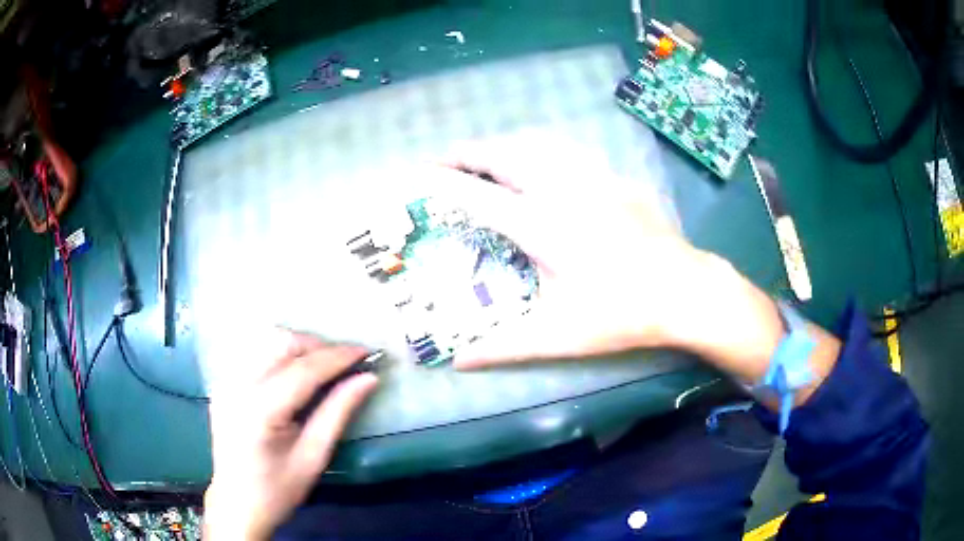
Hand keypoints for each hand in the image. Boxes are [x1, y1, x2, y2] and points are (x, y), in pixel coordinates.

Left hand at [204, 331, 377, 540]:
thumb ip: (338, 413)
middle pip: (281, 343)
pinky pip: (254, 353)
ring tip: (322, 367)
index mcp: (260, 410)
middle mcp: (237, 386)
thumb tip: (368, 378)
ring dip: (299, 347)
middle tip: (345, 364)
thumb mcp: (313, 457)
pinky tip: (294, 374)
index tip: (367, 351)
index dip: (337, 356)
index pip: (303, 369)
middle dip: (317, 347)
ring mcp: (225, 381)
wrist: (236, 503)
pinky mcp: (223, 383)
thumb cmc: (278, 489)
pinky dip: (280, 354)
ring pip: (266, 341)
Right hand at [443, 133, 822, 386]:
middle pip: (502, 154)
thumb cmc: (621, 314)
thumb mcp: (558, 336)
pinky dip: (538, 148)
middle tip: (443, 161)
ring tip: (483, 158)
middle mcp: (560, 190)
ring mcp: (591, 178)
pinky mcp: (614, 178)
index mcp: (541, 226)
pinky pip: (566, 150)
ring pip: (535, 142)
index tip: (417, 178)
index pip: (477, 196)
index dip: (442, 184)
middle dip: (466, 152)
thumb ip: (503, 347)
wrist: (684, 291)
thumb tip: (457, 362)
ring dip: (502, 145)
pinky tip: (539, 162)